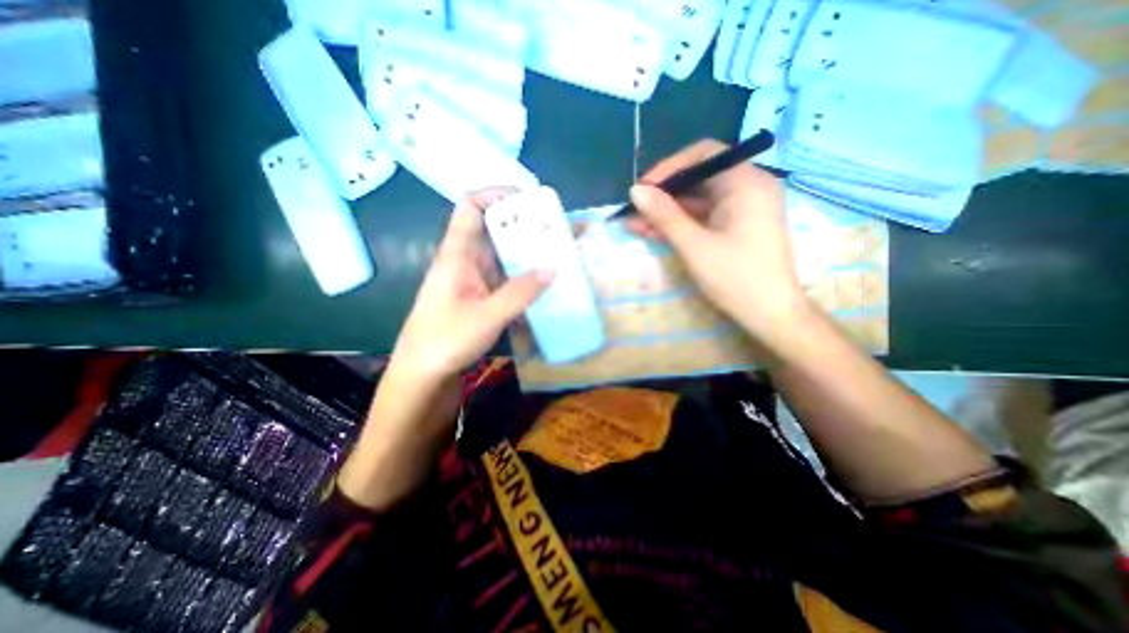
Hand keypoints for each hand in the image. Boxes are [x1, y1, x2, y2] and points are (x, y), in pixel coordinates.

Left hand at [388, 188, 553, 383]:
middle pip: (493, 230)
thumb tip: (552, 269)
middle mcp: (465, 260)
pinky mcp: (479, 296)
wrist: (422, 374)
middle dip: (522, 226)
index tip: (528, 201)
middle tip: (554, 230)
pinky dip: (522, 276)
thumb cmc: (445, 341)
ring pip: (501, 255)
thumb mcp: (487, 316)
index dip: (496, 195)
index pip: (471, 207)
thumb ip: (520, 293)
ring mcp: (472, 279)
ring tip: (556, 253)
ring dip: (525, 253)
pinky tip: (542, 284)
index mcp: (457, 254)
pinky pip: (504, 277)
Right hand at [627, 139, 811, 344]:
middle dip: (663, 195)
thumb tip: (635, 190)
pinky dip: (680, 224)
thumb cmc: (736, 278)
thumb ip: (664, 215)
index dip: (669, 168)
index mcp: (746, 182)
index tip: (643, 188)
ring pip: (697, 201)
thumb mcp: (694, 246)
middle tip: (633, 210)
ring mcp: (742, 208)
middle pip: (698, 178)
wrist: (770, 314)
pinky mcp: (736, 226)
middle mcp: (747, 187)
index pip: (703, 154)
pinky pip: (703, 217)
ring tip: (634, 224)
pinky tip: (653, 232)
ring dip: (666, 212)